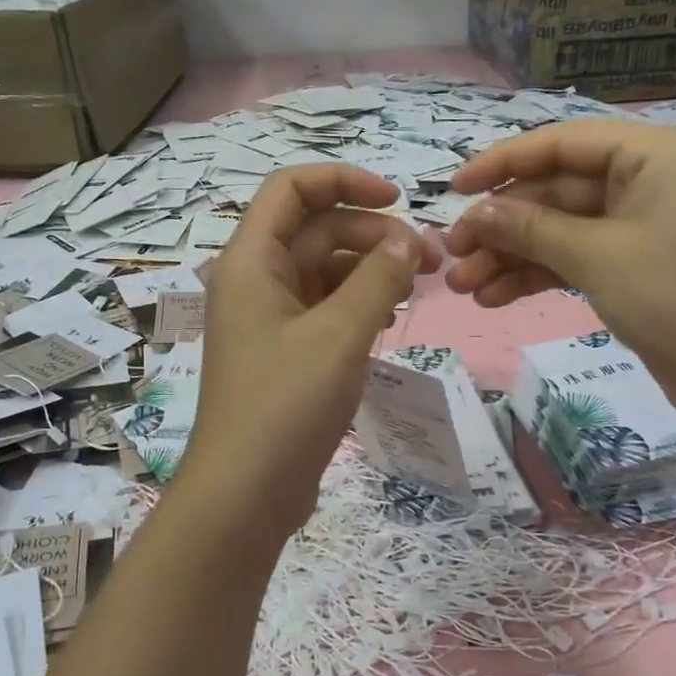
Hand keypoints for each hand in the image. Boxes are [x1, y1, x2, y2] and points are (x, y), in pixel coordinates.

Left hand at [179, 165, 438, 532]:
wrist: (245, 494)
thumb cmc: (285, 405)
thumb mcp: (340, 335)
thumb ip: (377, 279)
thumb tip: (405, 240)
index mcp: (252, 261)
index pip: (291, 189)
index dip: (344, 180)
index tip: (398, 199)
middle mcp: (256, 280)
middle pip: (317, 229)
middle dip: (373, 234)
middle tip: (429, 261)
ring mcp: (270, 317)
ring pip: (325, 270)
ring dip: (371, 269)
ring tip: (418, 287)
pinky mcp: (286, 351)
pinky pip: (325, 307)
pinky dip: (359, 302)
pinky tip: (391, 316)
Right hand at [444, 122, 675, 420]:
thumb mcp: (597, 256)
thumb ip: (531, 228)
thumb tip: (477, 213)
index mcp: (652, 154)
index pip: (562, 143)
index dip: (503, 162)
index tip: (455, 189)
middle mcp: (646, 180)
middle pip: (555, 190)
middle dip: (502, 225)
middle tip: (452, 254)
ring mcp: (638, 225)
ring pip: (558, 229)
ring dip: (510, 255)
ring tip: (463, 286)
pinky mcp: (632, 265)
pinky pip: (573, 258)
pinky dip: (536, 275)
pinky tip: (494, 297)